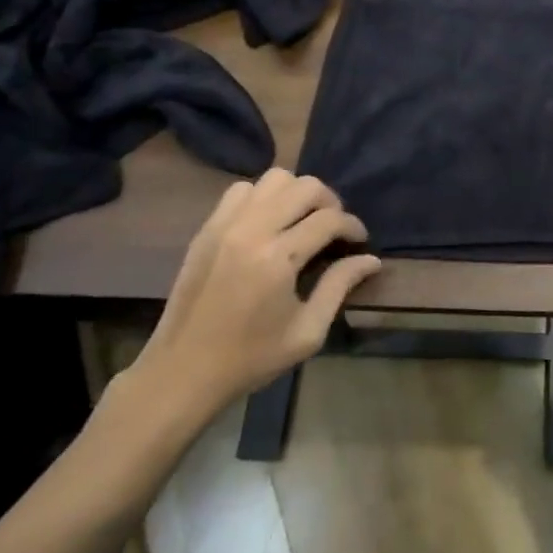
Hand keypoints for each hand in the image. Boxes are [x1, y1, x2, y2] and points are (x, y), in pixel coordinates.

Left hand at [122, 169, 380, 431]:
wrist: (181, 373)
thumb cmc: (250, 358)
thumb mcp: (307, 332)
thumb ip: (339, 287)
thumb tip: (371, 259)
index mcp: (278, 259)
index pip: (329, 219)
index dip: (352, 226)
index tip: (359, 241)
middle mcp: (252, 231)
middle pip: (305, 186)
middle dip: (329, 202)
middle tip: (333, 228)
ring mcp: (225, 225)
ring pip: (273, 179)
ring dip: (295, 194)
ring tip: (301, 220)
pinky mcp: (206, 229)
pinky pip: (241, 190)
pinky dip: (263, 197)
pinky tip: (268, 223)